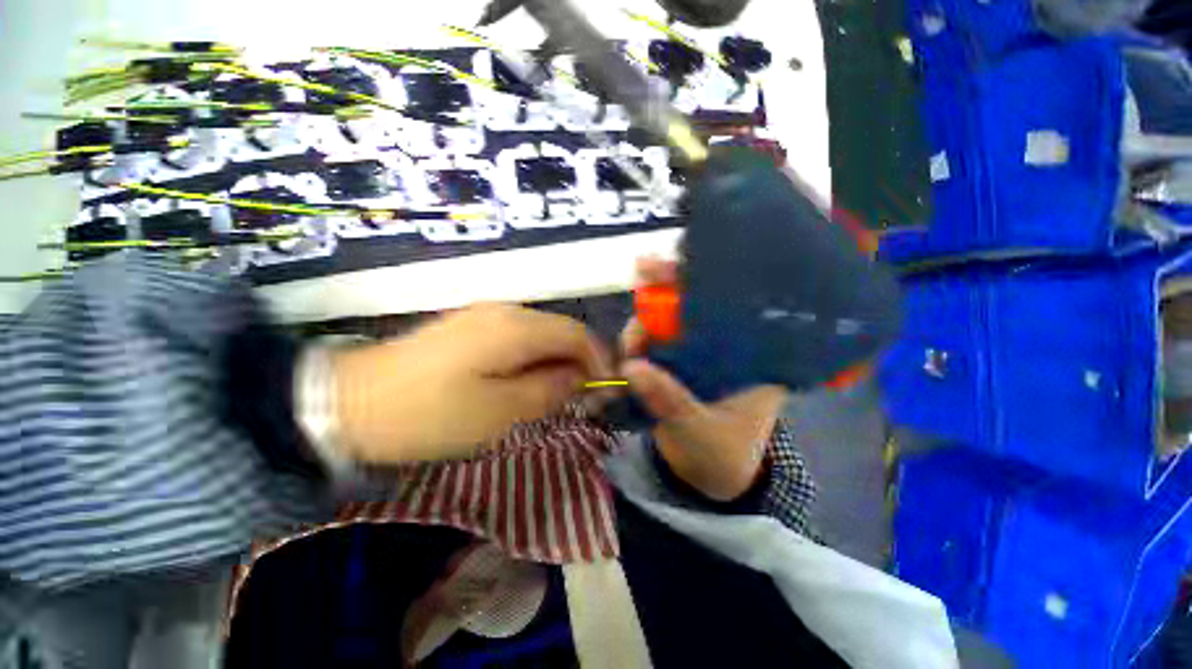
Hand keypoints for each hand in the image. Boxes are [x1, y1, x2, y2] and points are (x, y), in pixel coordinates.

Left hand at [333, 304, 611, 463]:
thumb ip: (549, 391)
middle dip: (578, 362)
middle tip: (582, 398)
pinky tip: (524, 382)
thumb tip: (579, 378)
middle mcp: (506, 311)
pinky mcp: (469, 327)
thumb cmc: (431, 414)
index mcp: (516, 328)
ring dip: (555, 362)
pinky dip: (532, 359)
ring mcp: (484, 315)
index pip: (576, 334)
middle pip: (560, 331)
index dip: (598, 359)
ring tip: (556, 394)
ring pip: (539, 335)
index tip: (605, 390)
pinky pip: (517, 338)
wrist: (351, 402)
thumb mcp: (501, 412)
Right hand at [621, 258, 787, 500]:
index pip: (733, 304)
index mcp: (751, 355)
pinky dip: (638, 342)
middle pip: (696, 304)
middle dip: (669, 287)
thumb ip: (670, 400)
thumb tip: (631, 368)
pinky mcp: (673, 364)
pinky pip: (653, 343)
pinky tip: (627, 350)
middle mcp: (724, 346)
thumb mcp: (700, 430)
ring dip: (645, 323)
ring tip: (630, 345)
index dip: (706, 280)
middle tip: (643, 271)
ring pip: (668, 321)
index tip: (681, 264)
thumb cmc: (721, 455)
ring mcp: (695, 353)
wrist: (707, 478)